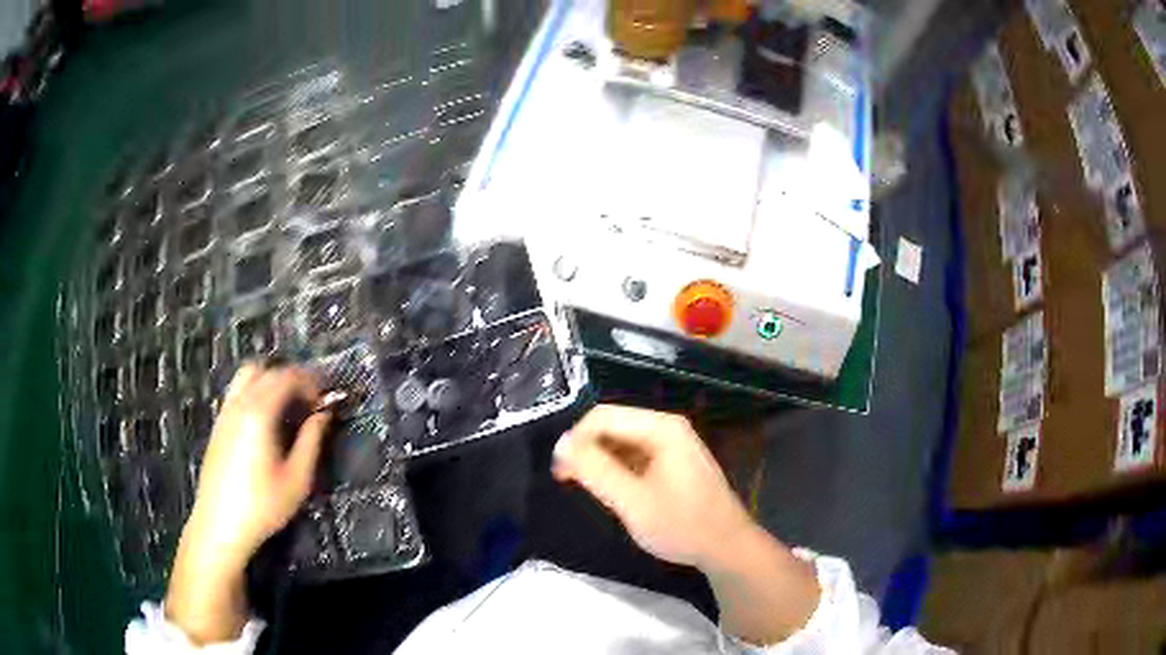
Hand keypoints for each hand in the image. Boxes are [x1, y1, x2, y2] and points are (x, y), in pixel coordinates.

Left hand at [166, 364, 331, 644]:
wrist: (220, 525)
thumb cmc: (263, 506)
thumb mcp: (297, 480)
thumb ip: (311, 441)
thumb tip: (324, 414)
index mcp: (259, 413)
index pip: (286, 377)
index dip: (310, 382)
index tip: (325, 401)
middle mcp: (239, 403)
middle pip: (265, 369)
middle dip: (290, 378)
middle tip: (308, 402)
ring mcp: (225, 412)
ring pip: (247, 376)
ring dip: (270, 381)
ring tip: (287, 408)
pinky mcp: (218, 424)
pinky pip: (237, 392)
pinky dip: (255, 392)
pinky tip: (265, 422)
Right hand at [552, 405, 753, 568]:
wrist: (727, 547)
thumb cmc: (681, 525)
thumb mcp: (632, 501)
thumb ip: (595, 470)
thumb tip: (561, 444)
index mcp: (661, 428)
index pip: (602, 416)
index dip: (575, 440)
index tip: (560, 473)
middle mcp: (667, 427)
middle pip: (613, 425)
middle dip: (587, 450)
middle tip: (567, 482)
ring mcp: (673, 444)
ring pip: (622, 441)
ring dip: (600, 461)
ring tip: (588, 489)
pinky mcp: (674, 461)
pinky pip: (636, 455)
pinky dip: (618, 469)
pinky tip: (613, 492)